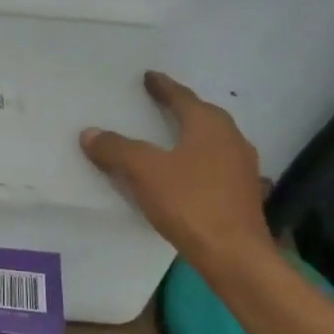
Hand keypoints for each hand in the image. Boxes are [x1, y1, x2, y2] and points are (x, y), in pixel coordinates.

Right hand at [81, 71, 275, 267]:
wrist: (235, 256)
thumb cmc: (190, 203)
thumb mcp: (144, 172)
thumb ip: (116, 149)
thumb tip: (90, 133)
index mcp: (209, 124)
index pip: (182, 96)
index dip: (162, 86)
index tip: (149, 77)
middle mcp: (231, 138)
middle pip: (201, 115)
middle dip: (179, 108)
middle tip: (157, 103)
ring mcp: (242, 167)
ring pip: (211, 141)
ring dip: (190, 135)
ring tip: (169, 137)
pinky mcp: (243, 193)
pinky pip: (214, 165)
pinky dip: (196, 160)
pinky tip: (185, 173)